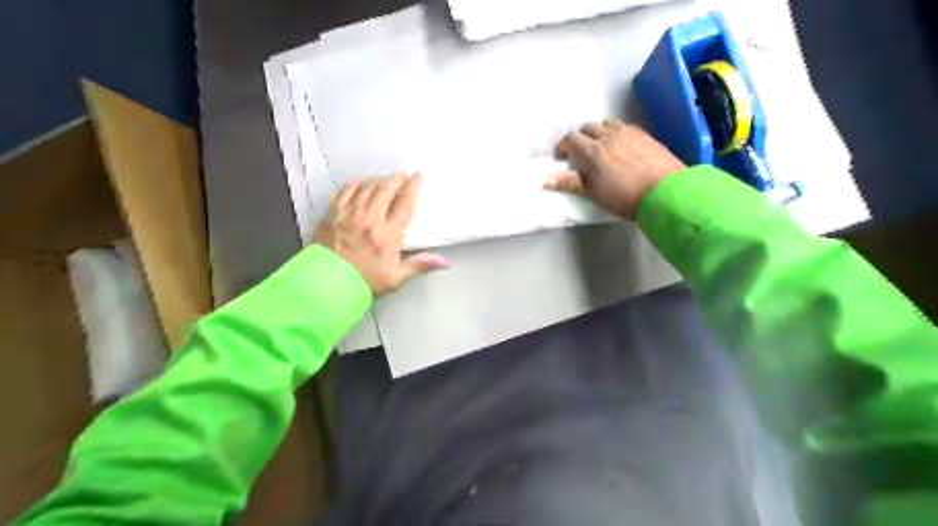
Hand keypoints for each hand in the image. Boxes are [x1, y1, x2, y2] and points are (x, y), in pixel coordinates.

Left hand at [313, 171, 446, 295]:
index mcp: (388, 234)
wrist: (327, 286)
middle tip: (402, 175)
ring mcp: (349, 214)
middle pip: (385, 189)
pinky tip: (360, 184)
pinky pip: (345, 191)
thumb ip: (420, 265)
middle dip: (396, 178)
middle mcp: (369, 219)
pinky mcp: (333, 214)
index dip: (413, 187)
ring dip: (377, 180)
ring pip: (366, 187)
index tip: (418, 176)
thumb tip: (444, 262)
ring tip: (383, 180)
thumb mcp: (396, 277)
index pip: (404, 204)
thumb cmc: (365, 282)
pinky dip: (356, 184)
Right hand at [543, 119, 685, 217]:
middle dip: (581, 138)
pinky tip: (621, 144)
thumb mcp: (594, 193)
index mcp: (592, 151)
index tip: (561, 156)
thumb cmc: (624, 197)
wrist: (665, 191)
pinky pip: (624, 126)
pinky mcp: (645, 134)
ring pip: (607, 123)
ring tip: (602, 146)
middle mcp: (608, 136)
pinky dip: (616, 132)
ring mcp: (628, 132)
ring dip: (599, 131)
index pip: (571, 139)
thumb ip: (571, 182)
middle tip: (581, 153)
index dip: (562, 146)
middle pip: (588, 128)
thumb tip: (545, 180)